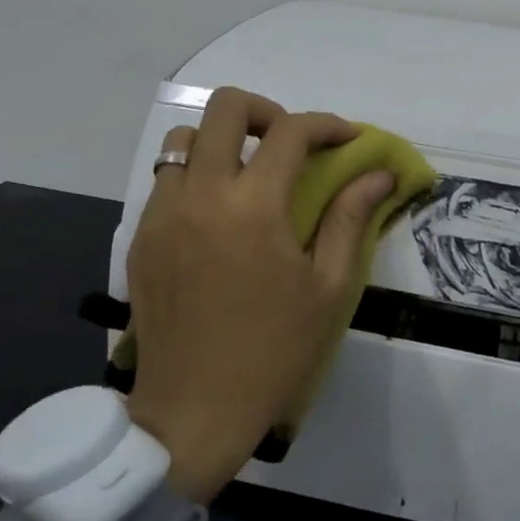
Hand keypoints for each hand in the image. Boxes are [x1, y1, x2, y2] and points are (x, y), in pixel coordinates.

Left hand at [123, 88, 395, 501]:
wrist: (194, 411)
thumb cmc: (274, 352)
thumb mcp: (328, 288)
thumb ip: (350, 218)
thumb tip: (379, 175)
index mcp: (253, 207)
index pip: (291, 132)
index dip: (327, 125)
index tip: (348, 139)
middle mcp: (200, 195)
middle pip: (225, 109)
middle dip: (267, 112)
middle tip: (291, 145)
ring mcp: (162, 214)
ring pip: (184, 140)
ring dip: (223, 142)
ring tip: (250, 175)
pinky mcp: (140, 238)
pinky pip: (165, 181)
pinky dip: (195, 176)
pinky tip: (218, 215)